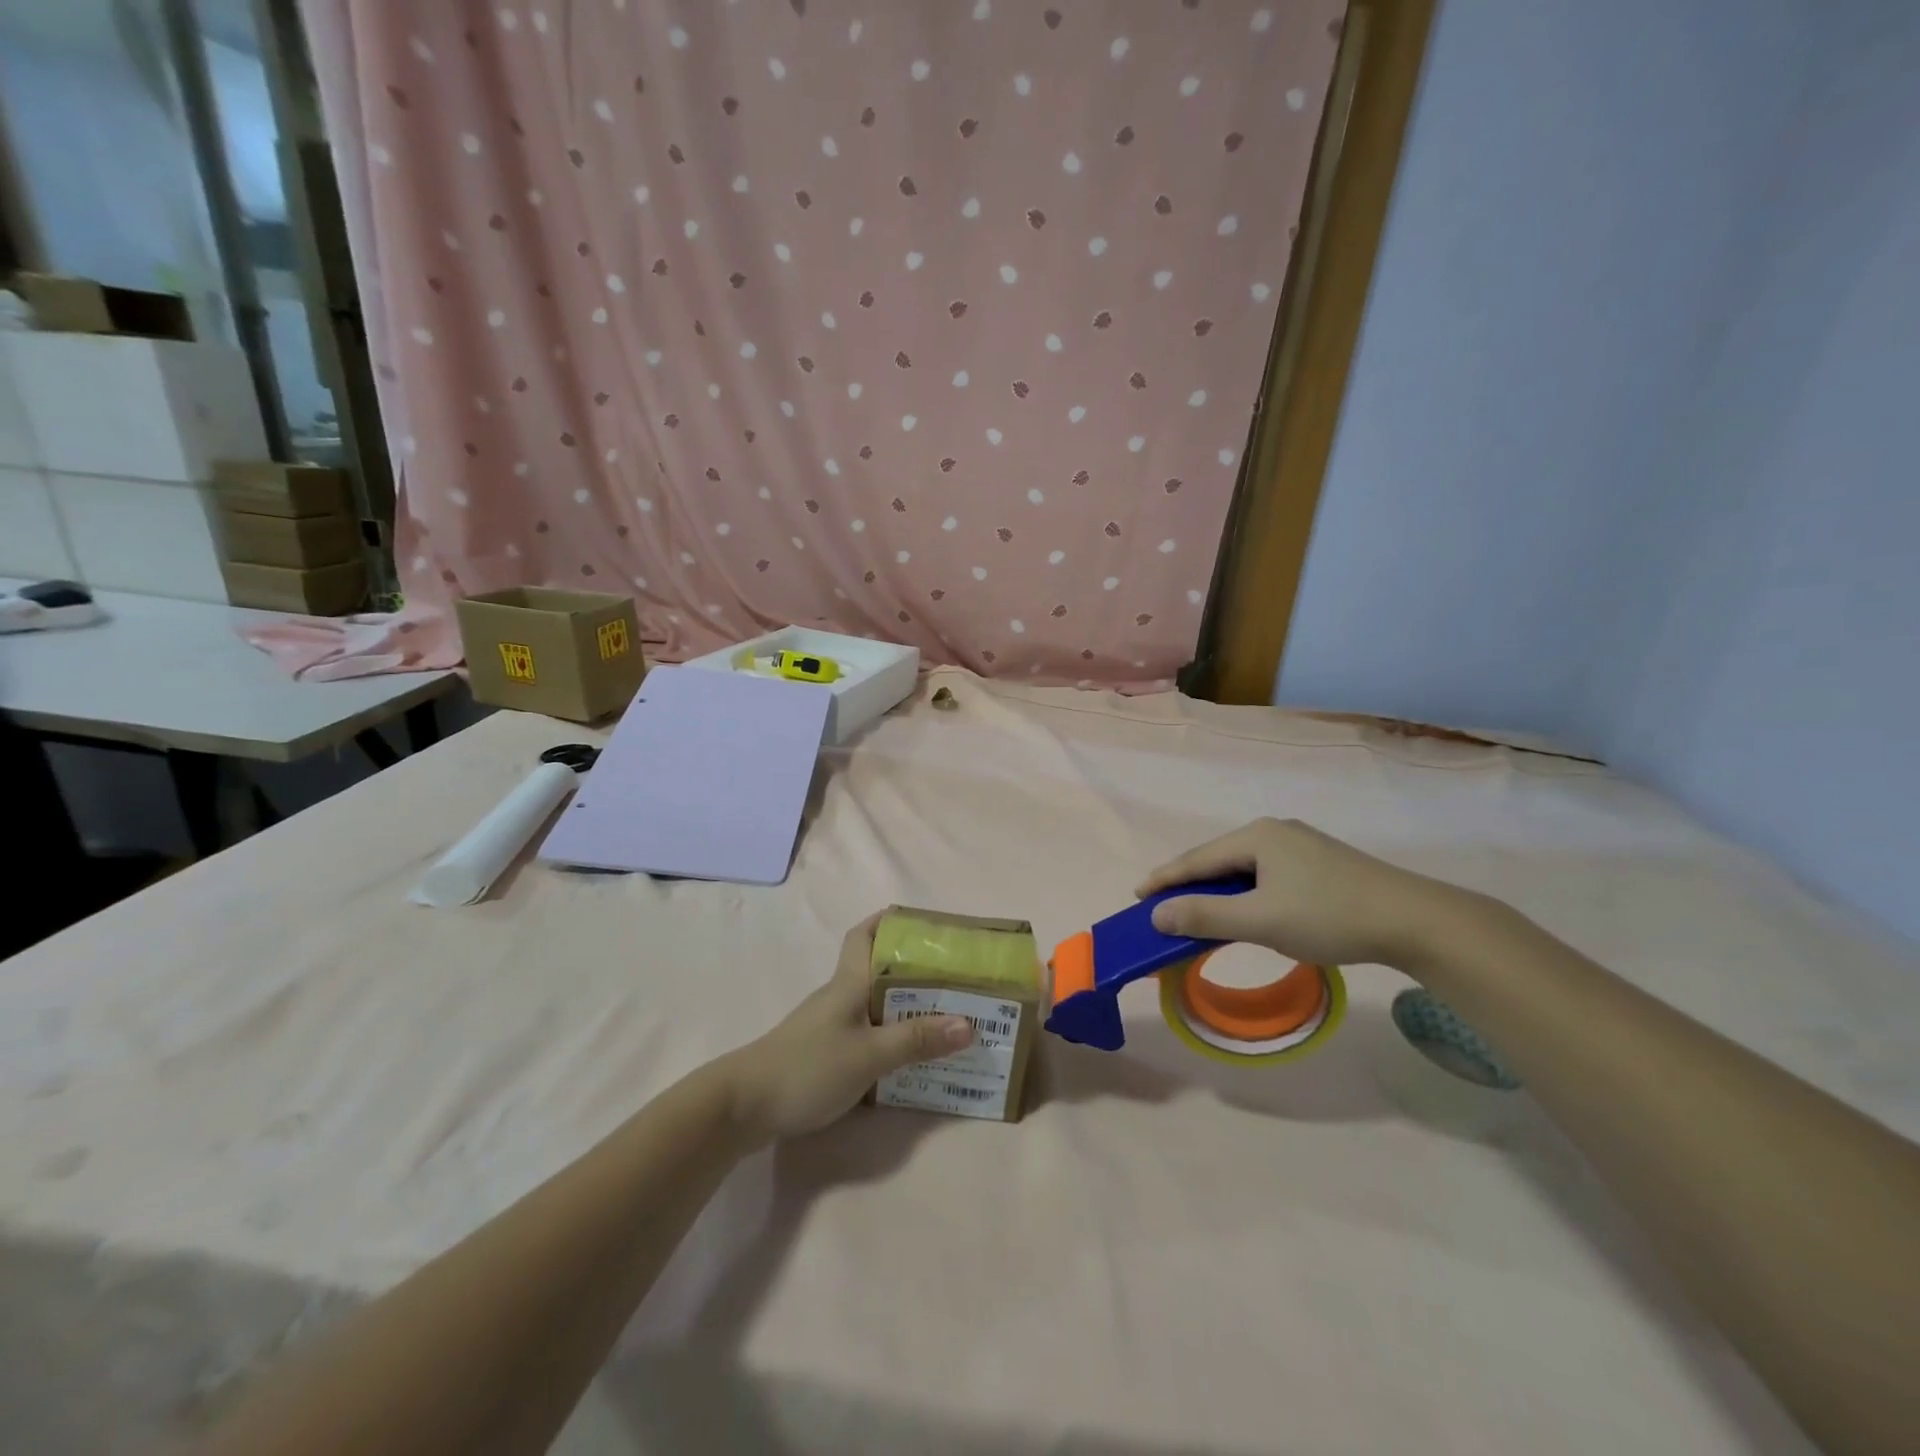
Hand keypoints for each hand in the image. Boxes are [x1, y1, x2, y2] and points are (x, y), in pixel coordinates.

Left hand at [720, 914, 973, 1143]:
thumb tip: (970, 1023)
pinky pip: (867, 1032)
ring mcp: (829, 1025)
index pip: (865, 933)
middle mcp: (840, 996)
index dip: (892, 921)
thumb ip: (917, 1039)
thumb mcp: (869, 1055)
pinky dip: (891, 1037)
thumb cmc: (808, 1068)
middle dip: (916, 970)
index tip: (927, 925)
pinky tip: (911, 1057)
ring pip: (875, 1004)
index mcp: (849, 982)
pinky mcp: (823, 1052)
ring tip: (946, 1019)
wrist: (742, 1107)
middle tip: (956, 978)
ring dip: (907, 1007)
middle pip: (879, 970)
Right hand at [1138, 818, 1467, 968]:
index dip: (1165, 878)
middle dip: (1190, 884)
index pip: (1197, 858)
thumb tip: (1156, 913)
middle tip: (1163, 907)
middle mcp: (1275, 831)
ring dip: (1219, 891)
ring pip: (1244, 868)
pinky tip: (1247, 909)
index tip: (1137, 896)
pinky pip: (1266, 874)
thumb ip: (1205, 916)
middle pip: (1219, 859)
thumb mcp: (1260, 920)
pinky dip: (1246, 893)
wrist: (1415, 920)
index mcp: (1257, 836)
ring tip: (1199, 911)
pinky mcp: (1321, 863)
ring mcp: (1301, 845)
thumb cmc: (1328, 915)